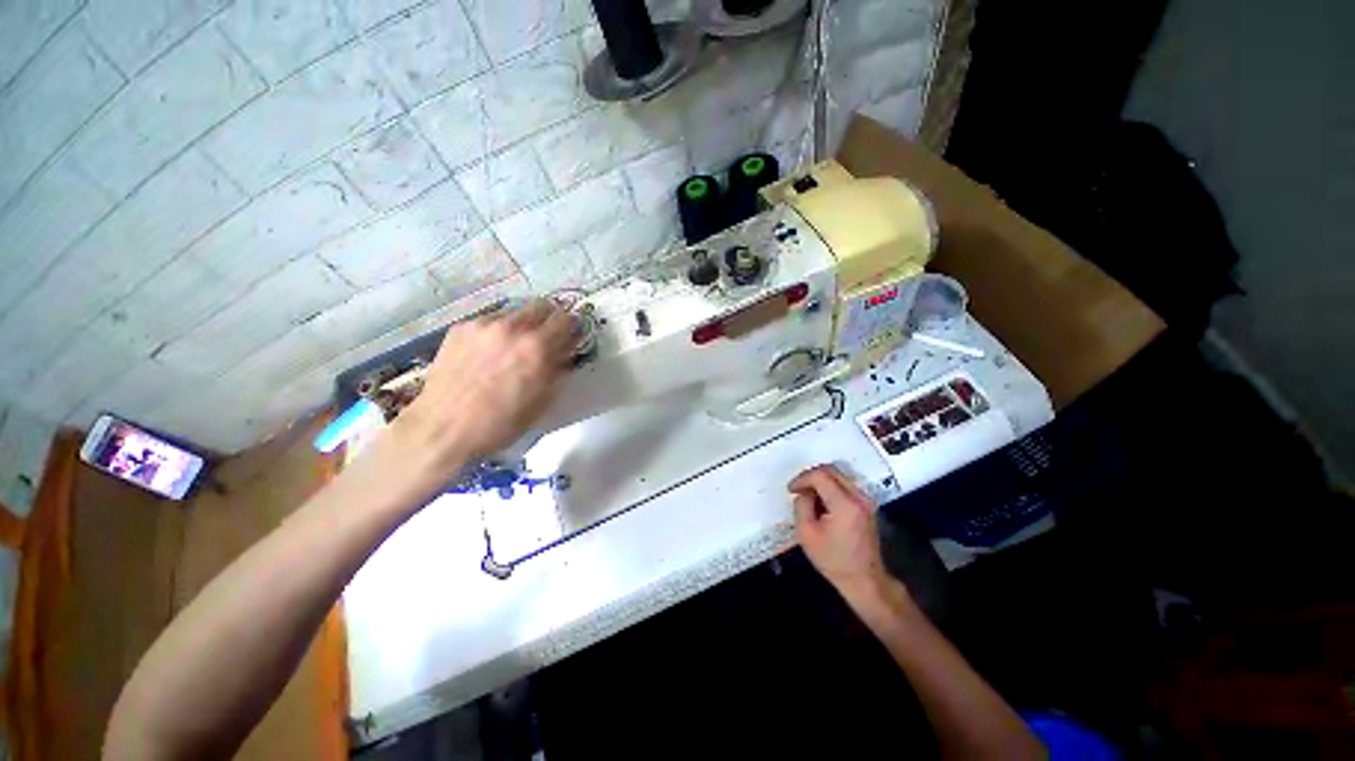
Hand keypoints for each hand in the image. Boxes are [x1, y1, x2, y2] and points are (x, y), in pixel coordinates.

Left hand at [394, 300, 575, 464]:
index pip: (565, 319)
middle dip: (547, 320)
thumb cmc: (501, 422)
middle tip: (543, 338)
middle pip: (540, 306)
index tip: (569, 336)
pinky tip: (487, 353)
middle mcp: (512, 327)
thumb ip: (559, 369)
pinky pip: (488, 321)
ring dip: (520, 325)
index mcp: (537, 347)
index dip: (570, 327)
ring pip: (513, 313)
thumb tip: (565, 352)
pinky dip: (496, 332)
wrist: (444, 429)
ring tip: (511, 347)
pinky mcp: (460, 328)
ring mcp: (483, 325)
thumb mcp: (543, 400)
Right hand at [789, 465, 889, 600]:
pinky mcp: (867, 505)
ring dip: (821, 482)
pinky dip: (830, 488)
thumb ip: (801, 505)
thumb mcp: (806, 534)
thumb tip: (803, 492)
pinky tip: (822, 504)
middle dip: (811, 477)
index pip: (820, 475)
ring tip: (809, 498)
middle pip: (831, 471)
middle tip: (798, 490)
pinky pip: (845, 486)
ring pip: (838, 476)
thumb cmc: (833, 560)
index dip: (802, 478)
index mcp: (845, 504)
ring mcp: (866, 500)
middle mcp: (859, 497)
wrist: (865, 580)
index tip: (791, 490)